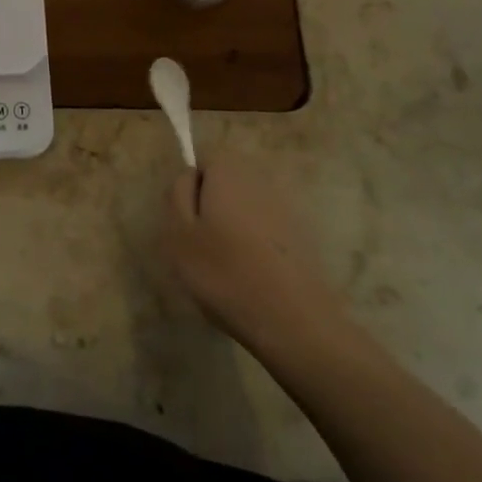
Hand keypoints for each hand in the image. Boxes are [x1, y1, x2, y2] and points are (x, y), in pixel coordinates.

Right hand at [161, 149, 346, 354]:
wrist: (294, 322)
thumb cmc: (225, 272)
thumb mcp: (179, 232)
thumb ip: (178, 193)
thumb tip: (190, 176)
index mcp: (229, 170)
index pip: (204, 160)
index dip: (191, 189)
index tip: (187, 222)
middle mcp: (260, 179)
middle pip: (227, 182)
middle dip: (213, 206)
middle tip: (201, 247)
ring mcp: (287, 208)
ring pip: (247, 208)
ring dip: (235, 228)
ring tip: (226, 268)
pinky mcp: (304, 238)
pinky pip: (267, 231)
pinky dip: (257, 247)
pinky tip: (252, 279)